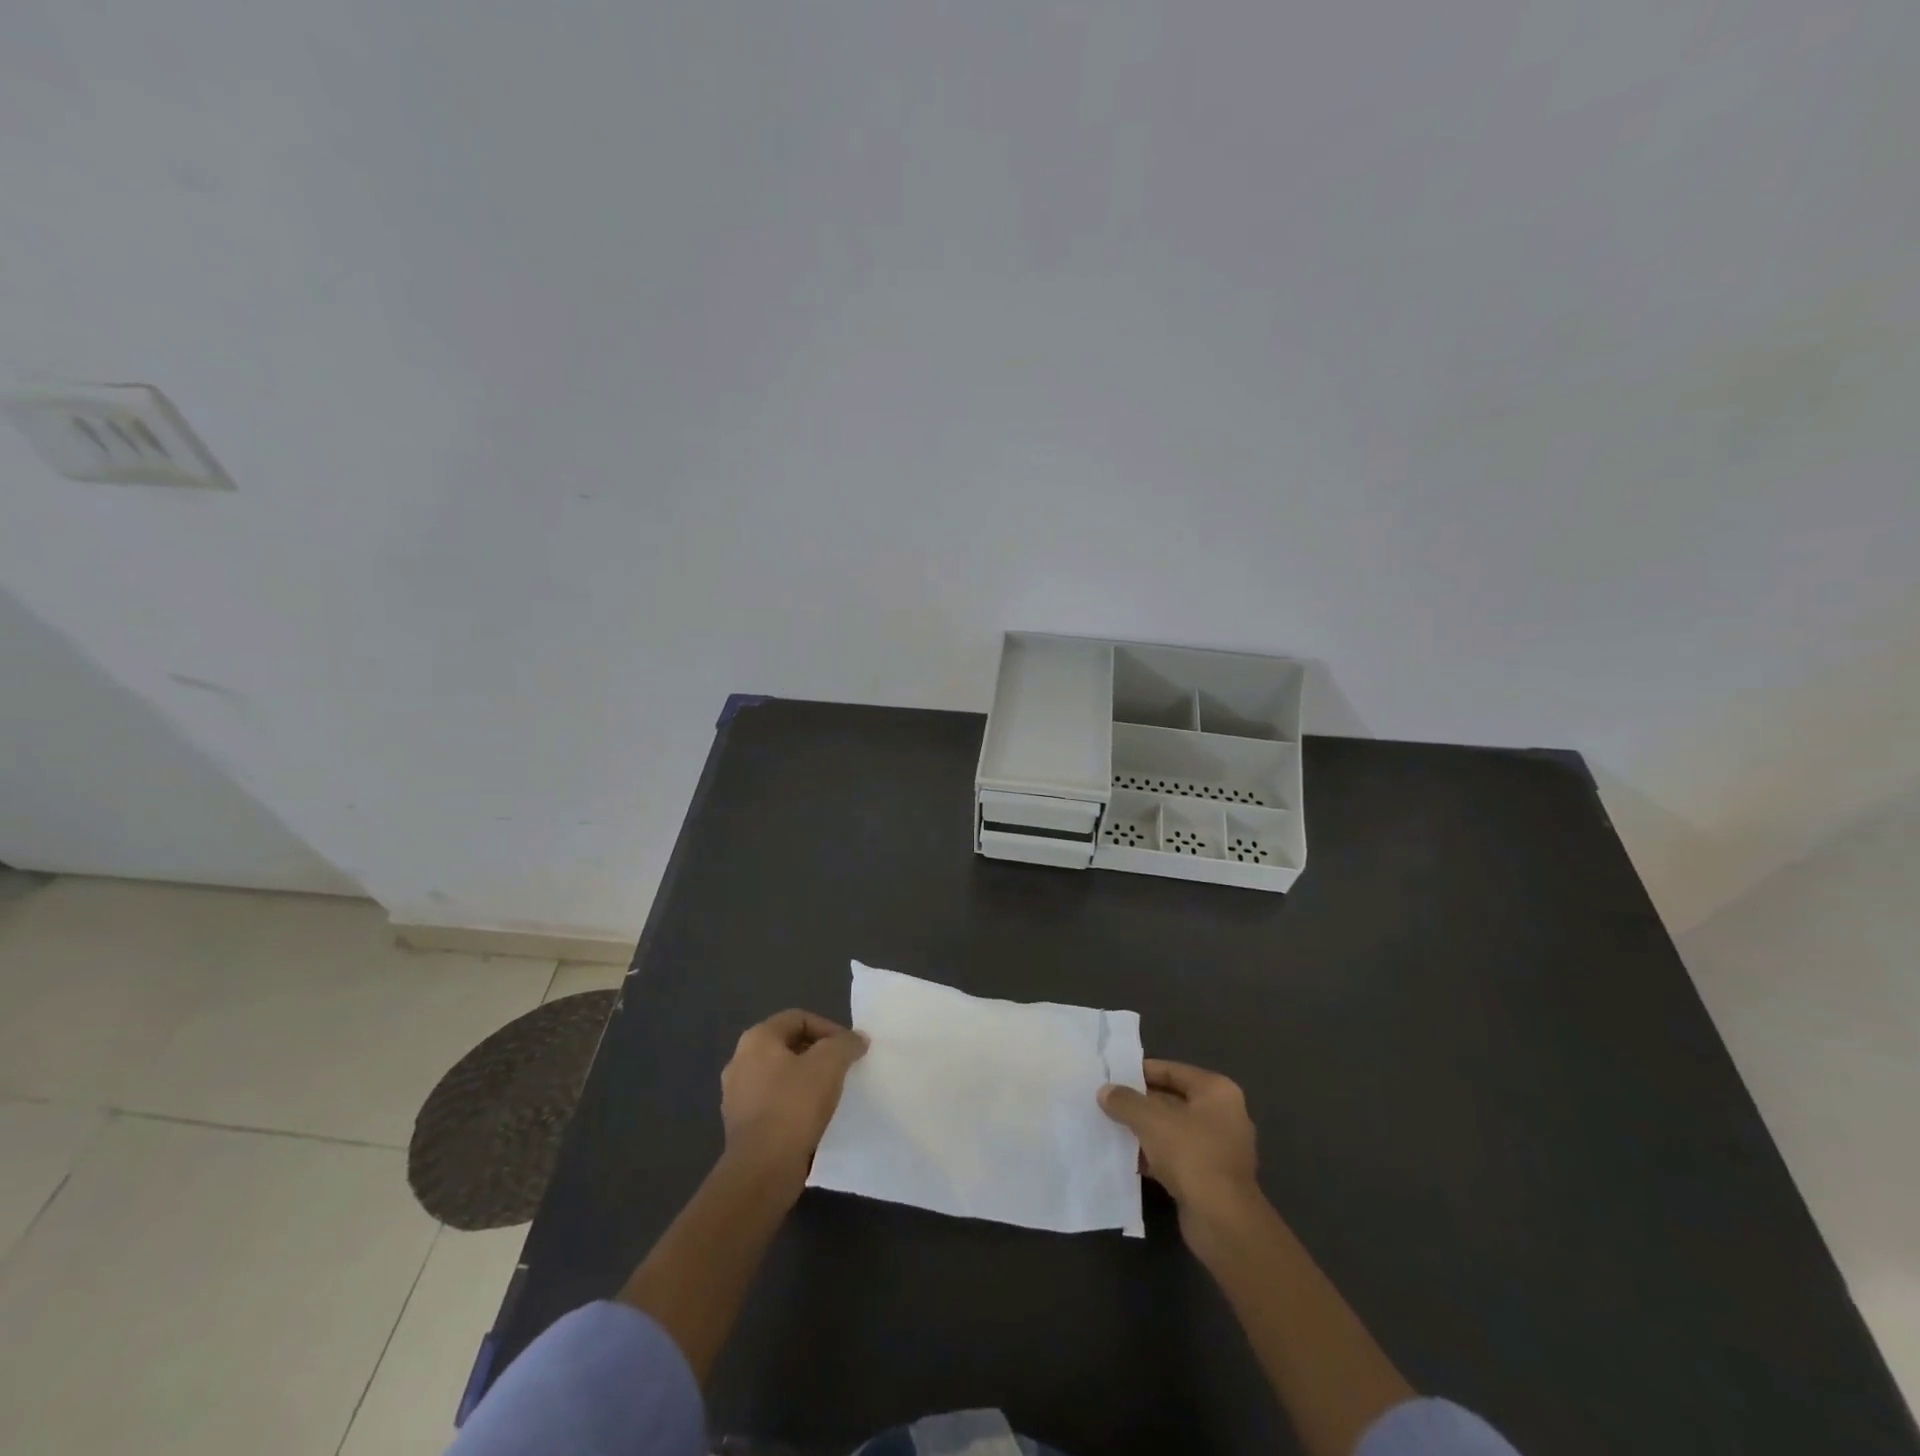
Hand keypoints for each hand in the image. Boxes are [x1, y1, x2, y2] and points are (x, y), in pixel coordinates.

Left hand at [720, 1009, 867, 1193]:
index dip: (828, 1028)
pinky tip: (813, 1118)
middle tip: (842, 1069)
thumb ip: (846, 1043)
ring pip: (780, 1076)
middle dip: (818, 1054)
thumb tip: (856, 1040)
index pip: (798, 1018)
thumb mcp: (830, 1063)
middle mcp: (740, 1061)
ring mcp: (736, 1095)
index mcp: (756, 1039)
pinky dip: (794, 1104)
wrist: (762, 1170)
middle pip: (788, 1045)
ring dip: (806, 1080)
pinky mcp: (741, 1125)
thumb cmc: (794, 1105)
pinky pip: (773, 1103)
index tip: (849, 1049)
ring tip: (831, 1094)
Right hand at [1099, 1059, 1261, 1228]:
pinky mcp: (1211, 1177)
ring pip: (1173, 1130)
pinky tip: (1128, 1159)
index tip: (1113, 1076)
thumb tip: (1105, 1092)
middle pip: (1172, 1100)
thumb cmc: (1191, 1155)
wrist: (1223, 1222)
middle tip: (1108, 1102)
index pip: (1172, 1071)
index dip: (1141, 1072)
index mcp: (1216, 1091)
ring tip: (1111, 1128)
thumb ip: (1125, 1101)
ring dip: (1145, 1131)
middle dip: (1140, 1103)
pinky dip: (1154, 1156)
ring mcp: (1219, 1148)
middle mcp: (1223, 1115)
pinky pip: (1176, 1156)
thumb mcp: (1151, 1120)